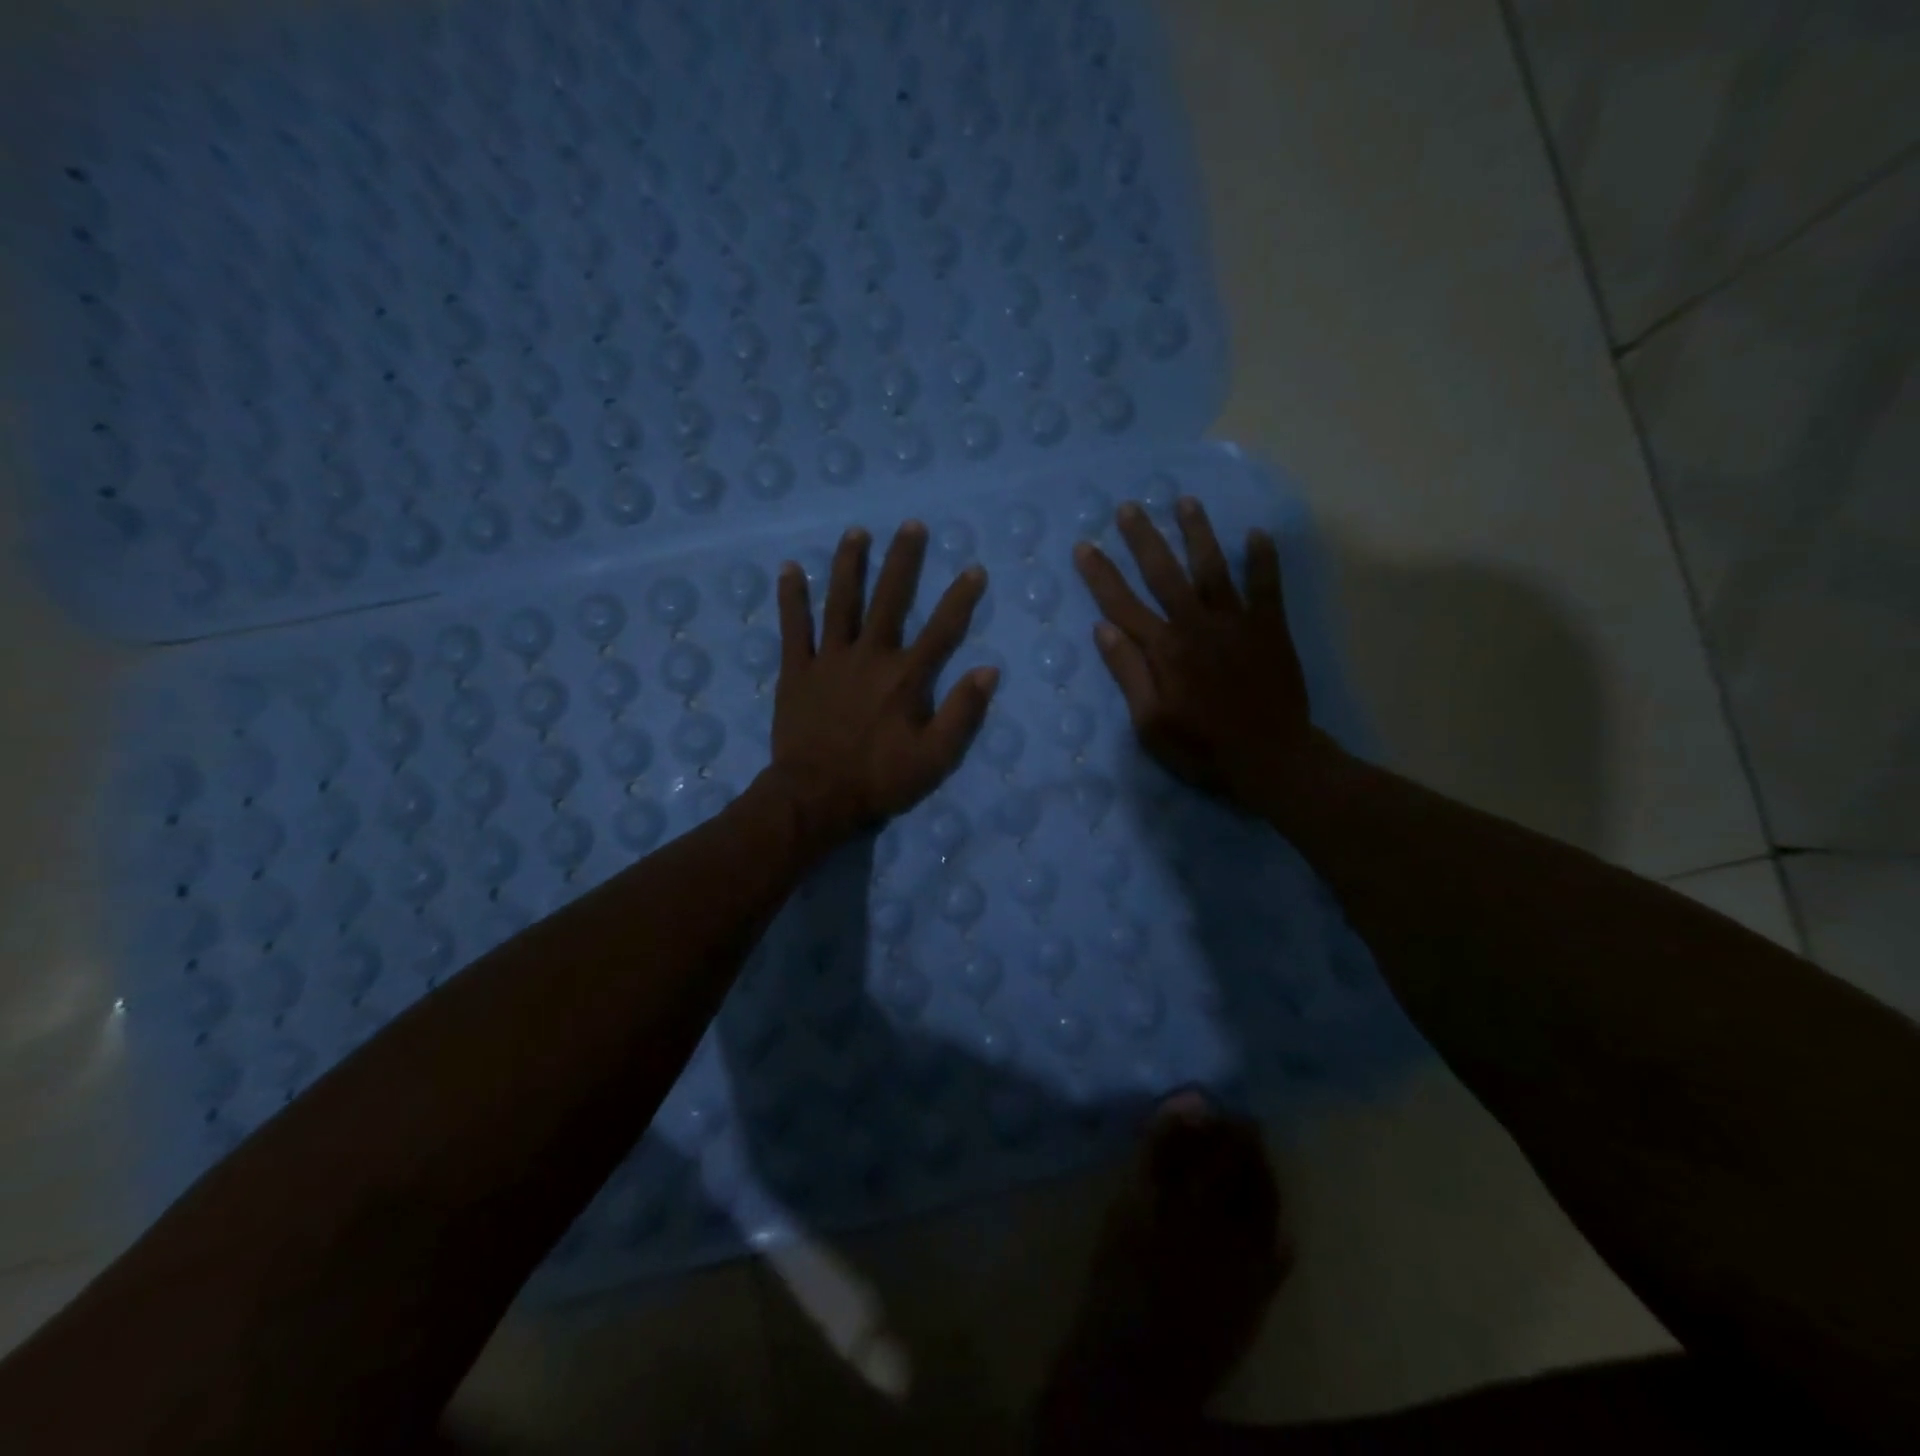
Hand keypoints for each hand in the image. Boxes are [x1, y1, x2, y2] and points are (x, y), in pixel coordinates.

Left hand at [765, 521, 998, 850]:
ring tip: (856, 532)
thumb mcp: (934, 758)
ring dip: (849, 565)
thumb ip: (962, 713)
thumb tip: (988, 670)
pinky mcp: (796, 670)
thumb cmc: (879, 779)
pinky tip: (789, 568)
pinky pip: (793, 627)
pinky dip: (792, 598)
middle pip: (889, 600)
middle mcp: (869, 656)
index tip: (974, 569)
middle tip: (911, 525)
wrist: (816, 796)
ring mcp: (829, 659)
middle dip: (903, 561)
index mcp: (905, 677)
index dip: (960, 598)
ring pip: (841, 602)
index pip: (941, 630)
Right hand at [1074, 498, 1323, 809]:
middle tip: (1129, 507)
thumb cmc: (1202, 748)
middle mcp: (1196, 624)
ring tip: (1186, 501)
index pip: (1122, 604)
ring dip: (1198, 533)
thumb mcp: (1150, 723)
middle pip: (1164, 573)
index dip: (1100, 574)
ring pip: (1212, 568)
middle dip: (1144, 538)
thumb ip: (1128, 673)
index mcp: (1164, 649)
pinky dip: (1263, 560)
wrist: (1271, 759)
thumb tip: (1103, 629)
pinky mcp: (1270, 628)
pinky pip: (1267, 586)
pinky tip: (1257, 534)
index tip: (1084, 546)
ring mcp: (1236, 622)